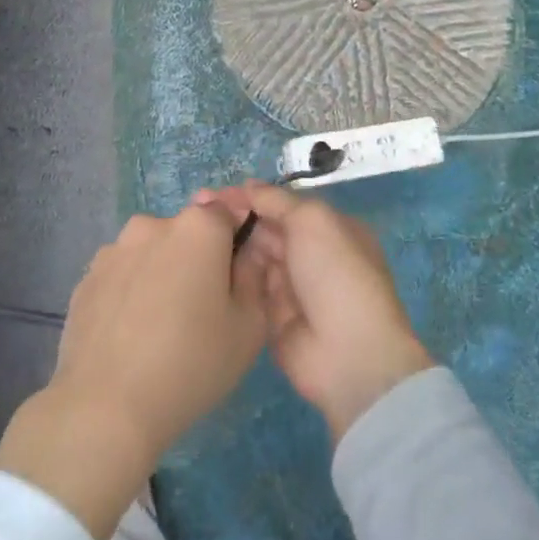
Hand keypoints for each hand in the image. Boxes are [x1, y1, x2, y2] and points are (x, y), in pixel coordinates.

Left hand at [0, 204, 269, 539]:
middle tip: (202, 306)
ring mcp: (114, 250)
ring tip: (161, 324)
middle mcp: (153, 225)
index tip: (237, 272)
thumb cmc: (191, 364)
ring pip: (152, 251)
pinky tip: (131, 333)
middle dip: (198, 257)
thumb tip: (247, 252)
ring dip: (162, 272)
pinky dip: (132, 291)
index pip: (228, 210)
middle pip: (187, 231)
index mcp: (198, 227)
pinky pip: (123, 274)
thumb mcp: (248, 326)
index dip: (237, 237)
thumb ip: (254, 275)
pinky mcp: (86, 278)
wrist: (105, 408)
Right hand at [196, 183, 432, 443]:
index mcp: (329, 228)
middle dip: (235, 219)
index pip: (283, 205)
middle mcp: (311, 255)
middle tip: (194, 212)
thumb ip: (277, 200)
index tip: (212, 195)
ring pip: (254, 258)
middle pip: (267, 230)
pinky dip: (230, 278)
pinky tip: (200, 267)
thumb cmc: (335, 273)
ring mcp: (292, 288)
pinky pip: (247, 289)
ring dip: (230, 246)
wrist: (347, 353)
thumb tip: (247, 186)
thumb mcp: (312, 220)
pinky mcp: (272, 318)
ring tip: (191, 235)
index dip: (250, 198)